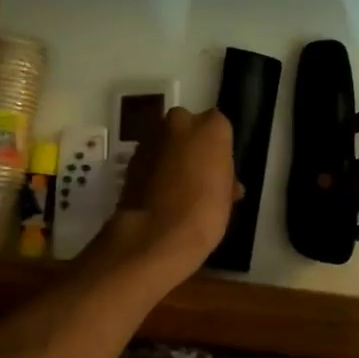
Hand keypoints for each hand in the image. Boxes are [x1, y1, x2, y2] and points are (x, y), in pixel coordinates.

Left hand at [90, 107, 238, 277]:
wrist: (156, 234)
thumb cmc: (205, 212)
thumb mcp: (227, 196)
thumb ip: (224, 177)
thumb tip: (225, 181)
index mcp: (211, 127)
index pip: (218, 126)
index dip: (217, 147)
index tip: (218, 167)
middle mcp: (179, 123)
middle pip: (187, 126)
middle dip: (190, 144)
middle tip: (197, 174)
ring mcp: (151, 139)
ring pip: (165, 141)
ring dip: (170, 156)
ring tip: (177, 188)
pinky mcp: (130, 159)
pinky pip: (149, 159)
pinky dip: (153, 170)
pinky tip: (159, 194)